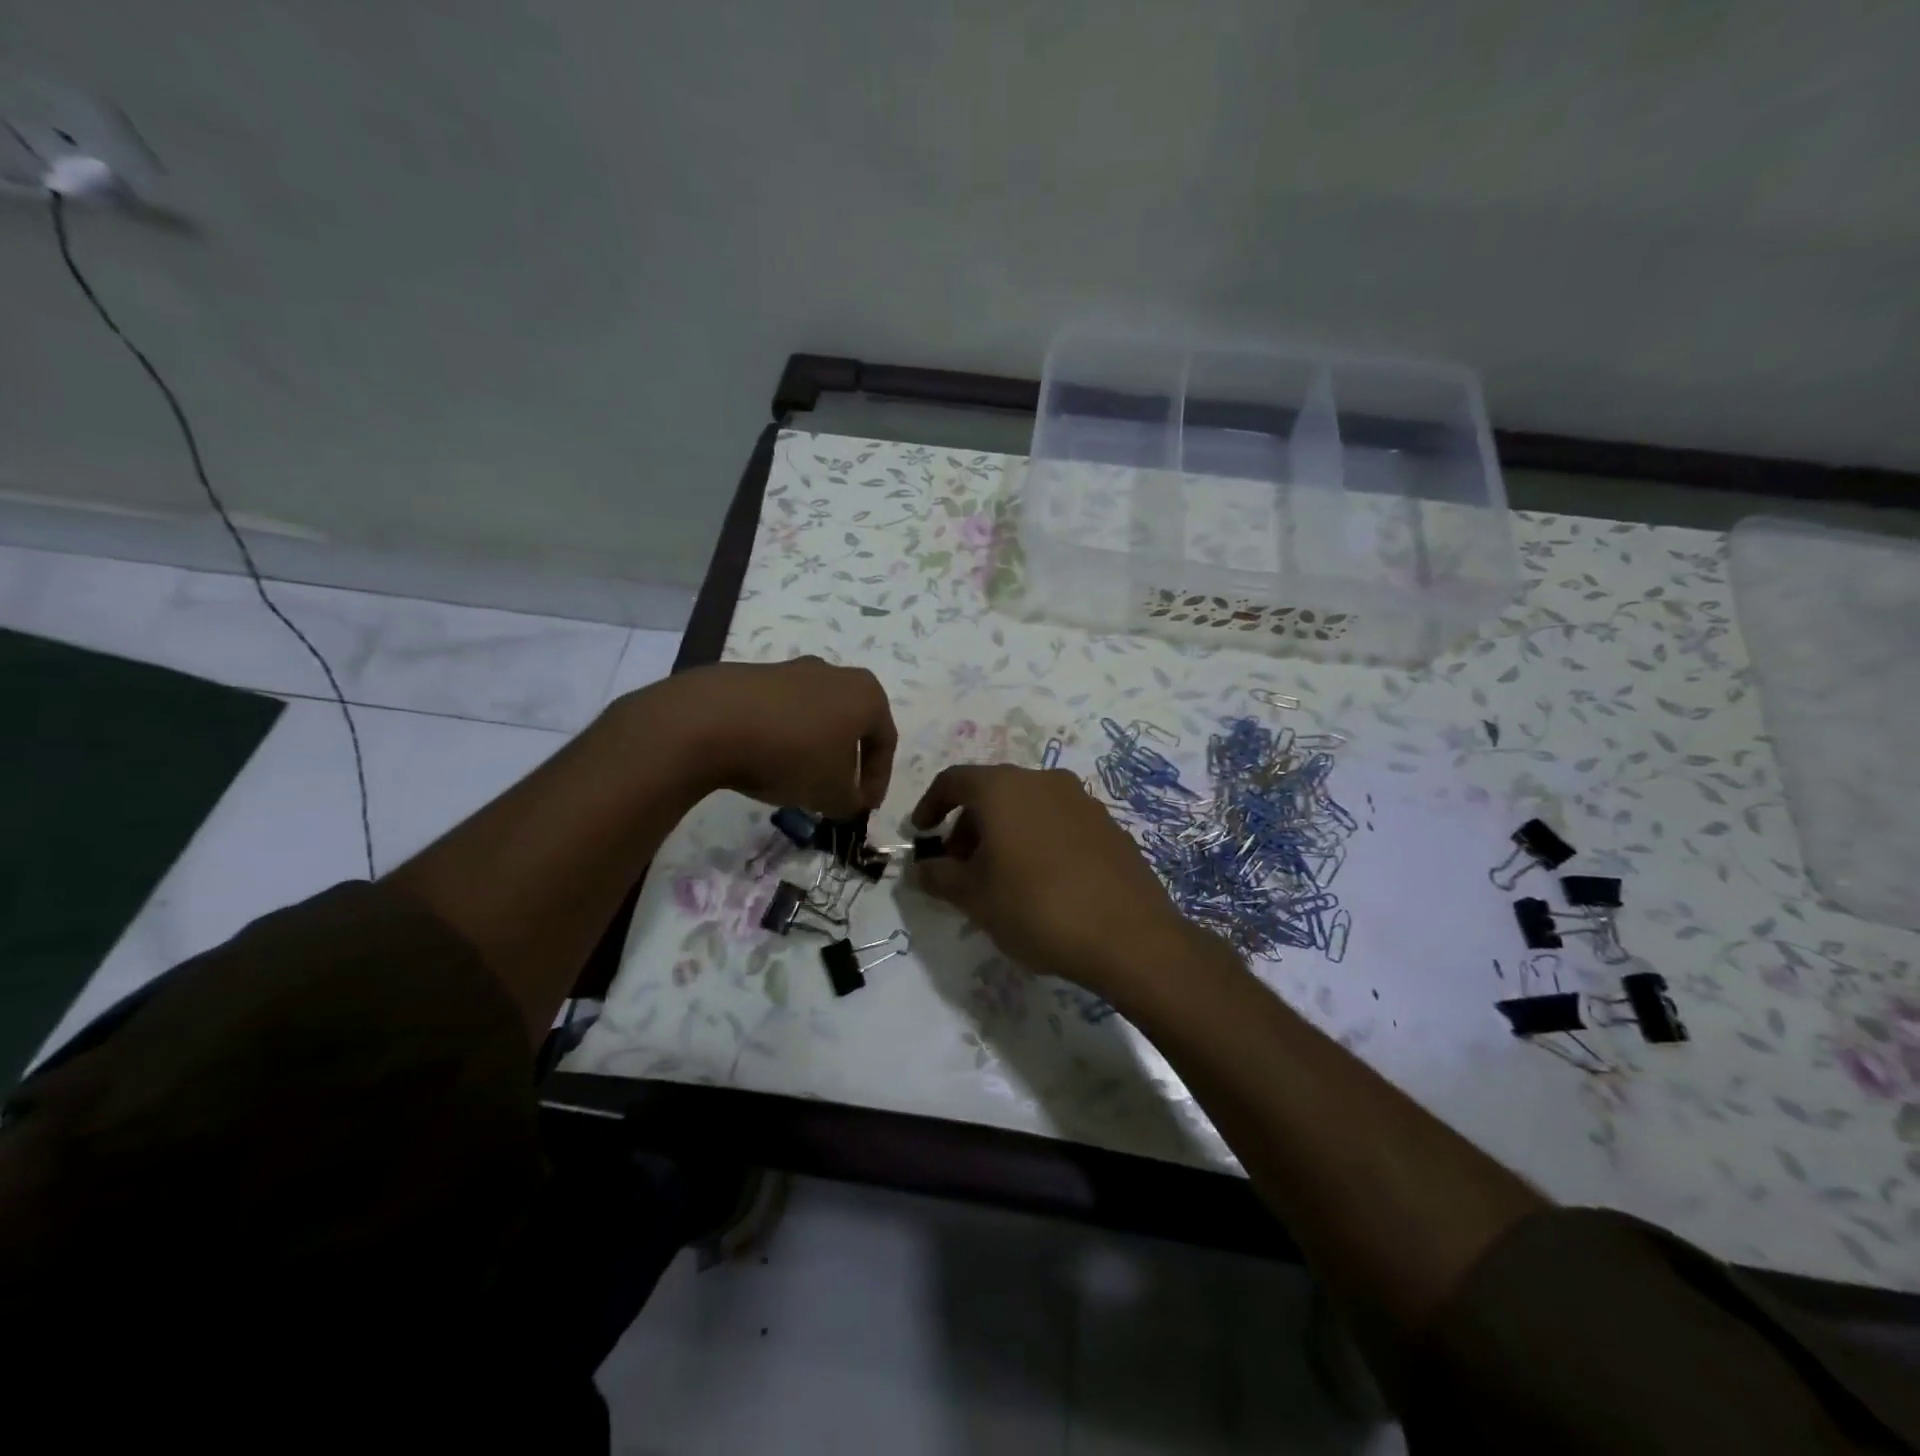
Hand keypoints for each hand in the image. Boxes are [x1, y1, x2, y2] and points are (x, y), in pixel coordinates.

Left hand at [653, 657, 895, 816]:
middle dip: (845, 763)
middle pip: (851, 726)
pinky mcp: (754, 676)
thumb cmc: (792, 755)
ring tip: (797, 782)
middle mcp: (834, 673)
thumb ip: (851, 803)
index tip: (863, 808)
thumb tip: (850, 803)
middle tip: (835, 794)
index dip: (878, 780)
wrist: (713, 721)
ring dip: (813, 751)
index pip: (885, 742)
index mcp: (866, 694)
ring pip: (815, 718)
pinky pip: (780, 714)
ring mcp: (792, 670)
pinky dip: (782, 738)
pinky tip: (765, 763)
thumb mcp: (832, 793)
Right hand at [909, 764, 1196, 995]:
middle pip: (991, 792)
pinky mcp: (1107, 824)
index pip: (954, 780)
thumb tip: (921, 868)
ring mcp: (1080, 800)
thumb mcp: (974, 898)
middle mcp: (1042, 780)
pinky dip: (1036, 839)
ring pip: (1026, 805)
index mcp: (1003, 788)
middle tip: (959, 866)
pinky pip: (1057, 821)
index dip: (930, 805)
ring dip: (1002, 832)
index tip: (921, 835)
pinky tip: (1040, 881)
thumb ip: (939, 877)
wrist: (1129, 935)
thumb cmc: (1036, 907)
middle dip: (967, 825)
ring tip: (998, 877)